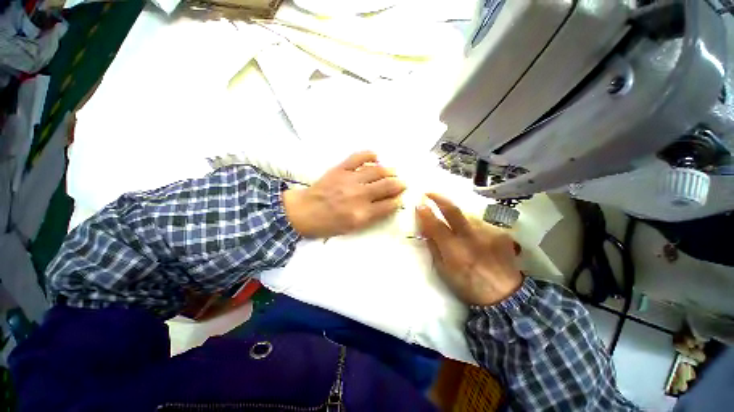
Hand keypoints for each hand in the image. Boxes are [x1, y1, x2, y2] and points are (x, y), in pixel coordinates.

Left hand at [283, 151, 405, 237]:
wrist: (304, 212)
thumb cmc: (328, 224)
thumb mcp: (352, 228)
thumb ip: (372, 217)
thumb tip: (388, 204)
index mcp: (362, 214)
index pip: (389, 205)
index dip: (398, 200)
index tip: (401, 197)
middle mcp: (359, 195)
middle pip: (387, 185)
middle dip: (399, 184)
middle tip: (402, 183)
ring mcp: (350, 179)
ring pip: (377, 170)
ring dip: (389, 170)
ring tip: (393, 172)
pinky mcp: (340, 169)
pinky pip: (358, 157)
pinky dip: (370, 154)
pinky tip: (376, 157)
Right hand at [416, 193, 522, 305]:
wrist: (505, 295)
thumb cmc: (467, 285)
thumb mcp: (443, 270)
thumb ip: (433, 247)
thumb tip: (425, 228)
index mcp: (455, 251)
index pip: (436, 225)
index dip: (425, 213)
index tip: (418, 204)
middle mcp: (472, 237)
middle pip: (453, 210)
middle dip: (439, 198)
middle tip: (429, 192)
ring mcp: (488, 232)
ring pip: (467, 214)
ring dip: (457, 215)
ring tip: (455, 224)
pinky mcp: (500, 232)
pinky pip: (480, 222)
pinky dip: (472, 225)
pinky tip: (475, 236)